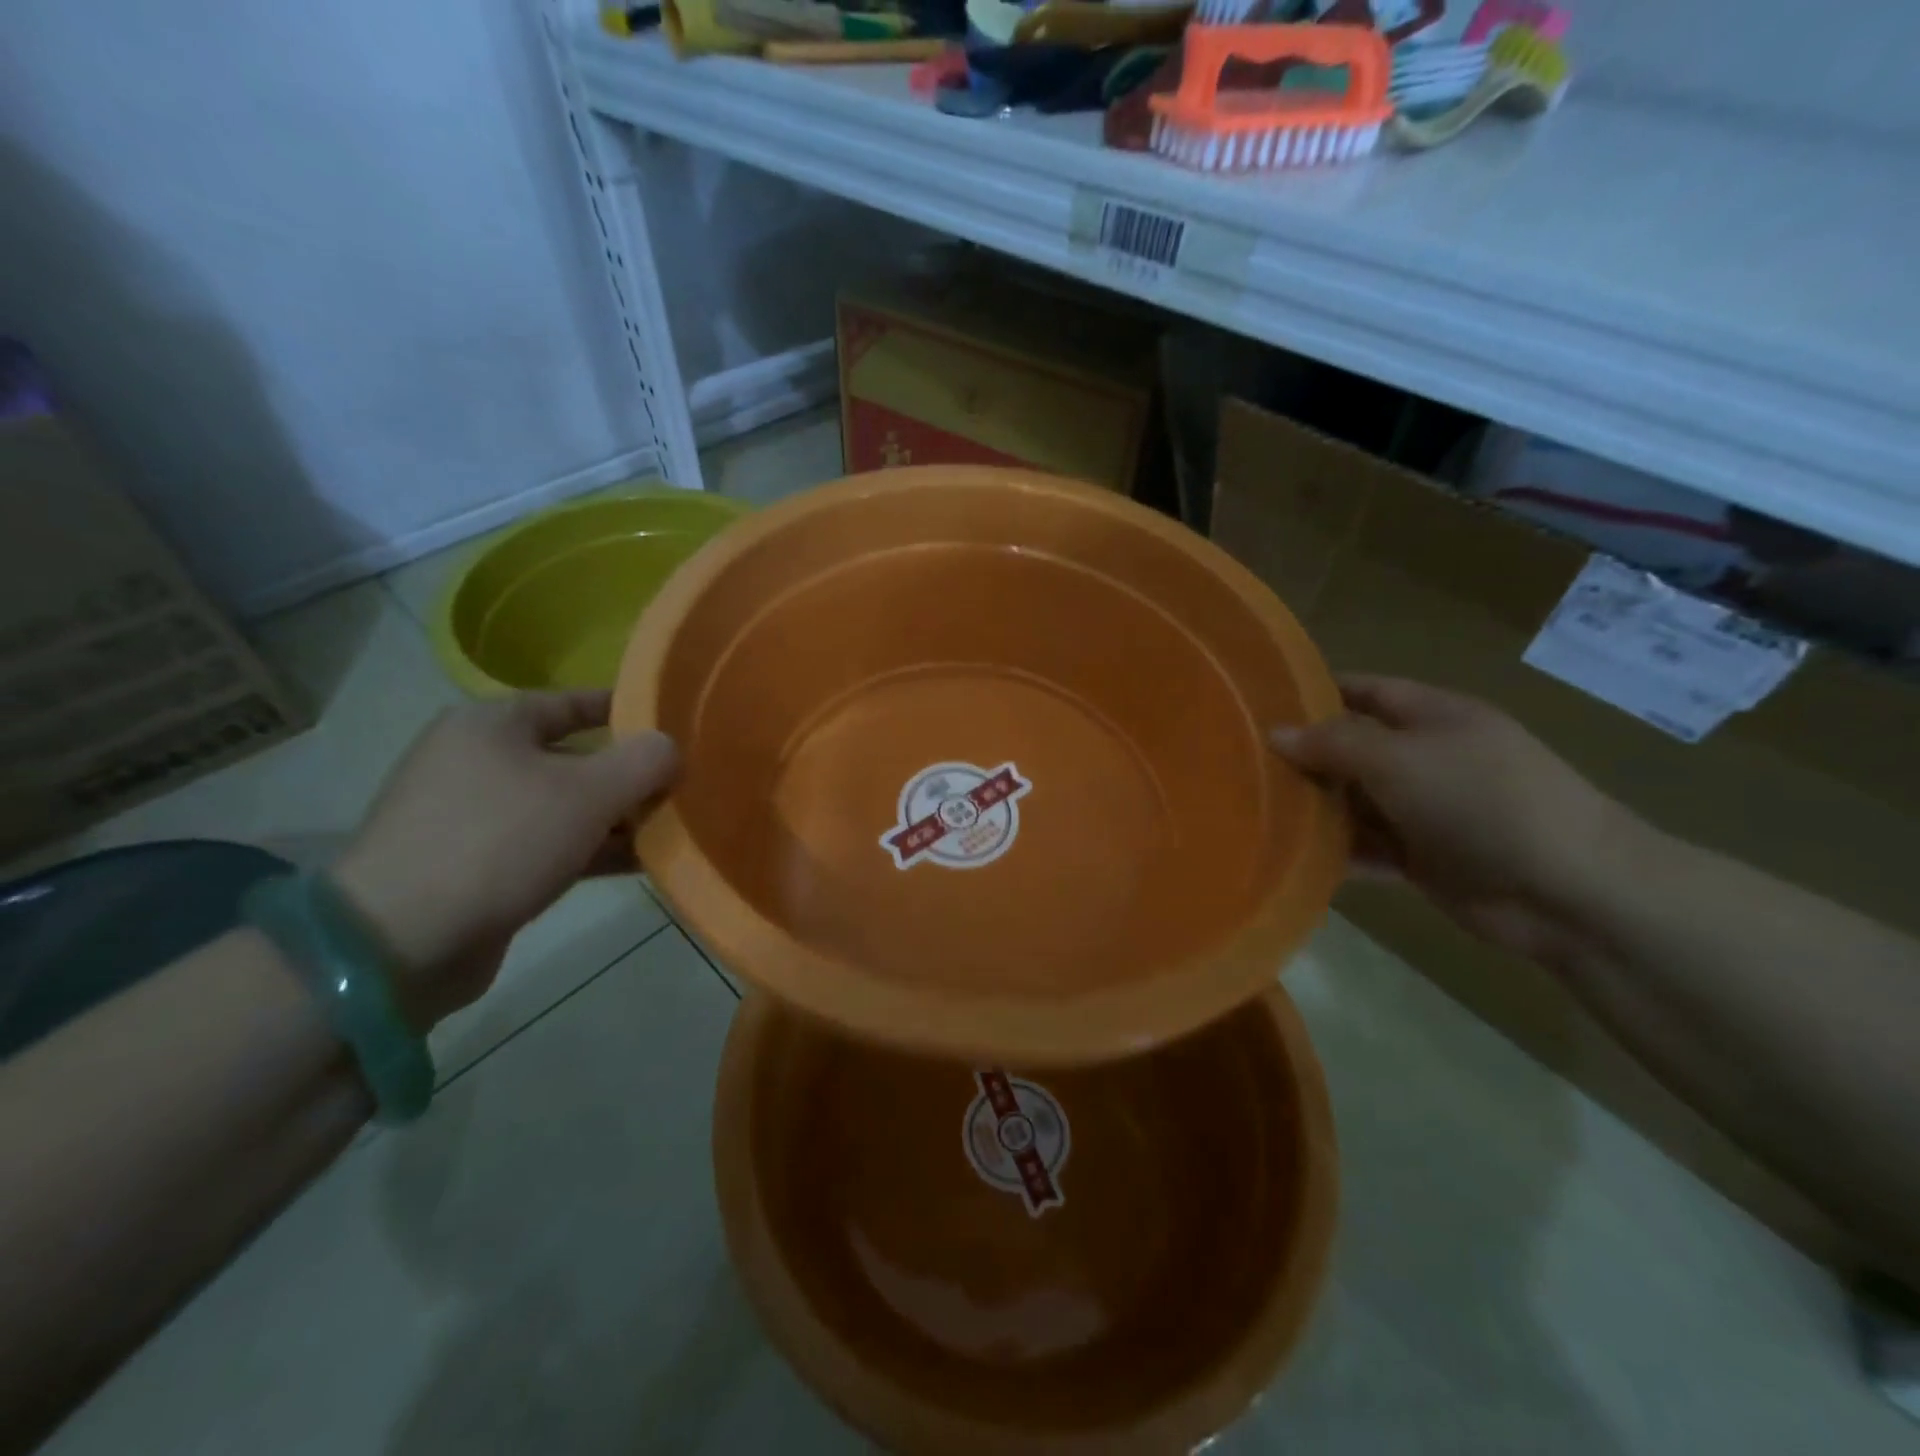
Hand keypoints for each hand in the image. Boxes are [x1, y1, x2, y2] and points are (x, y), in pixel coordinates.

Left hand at [330, 692, 677, 1030]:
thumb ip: (643, 761)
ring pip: (564, 806)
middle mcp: (478, 761)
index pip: (573, 702)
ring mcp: (474, 816)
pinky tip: (637, 863)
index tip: (675, 725)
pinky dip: (591, 850)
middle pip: (574, 757)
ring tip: (671, 828)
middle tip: (682, 786)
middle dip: (629, 775)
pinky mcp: (477, 866)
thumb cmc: (501, 841)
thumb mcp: (589, 793)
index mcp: (492, 724)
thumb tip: (671, 747)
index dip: (627, 711)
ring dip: (615, 818)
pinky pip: (549, 844)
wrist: (401, 941)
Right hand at [1270, 675, 1639, 963]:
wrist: (1569, 890)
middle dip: (1303, 757)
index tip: (1259, 705)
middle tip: (1240, 765)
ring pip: (1354, 802)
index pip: (1363, 691)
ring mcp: (1426, 810)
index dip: (1314, 693)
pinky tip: (1290, 856)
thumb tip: (1274, 733)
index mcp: (1432, 717)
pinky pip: (1367, 848)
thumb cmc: (1482, 800)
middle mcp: (1426, 758)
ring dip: (1314, 809)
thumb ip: (1333, 743)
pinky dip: (1335, 852)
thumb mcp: (1400, 758)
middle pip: (1352, 749)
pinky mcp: (1423, 858)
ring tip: (1252, 811)